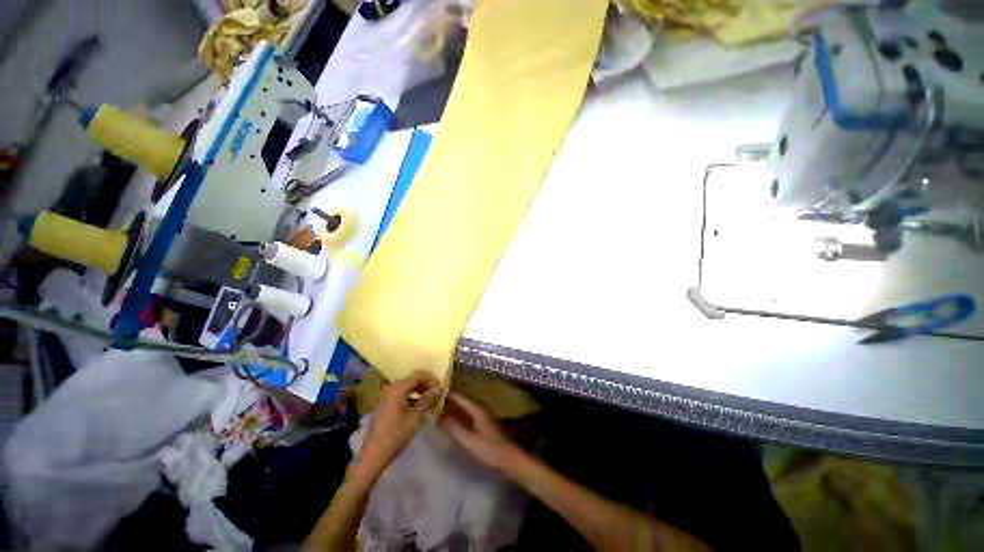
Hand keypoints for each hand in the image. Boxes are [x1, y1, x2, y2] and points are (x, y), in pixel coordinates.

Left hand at [356, 371, 441, 478]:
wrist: (374, 455)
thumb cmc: (396, 435)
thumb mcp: (415, 417)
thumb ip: (427, 400)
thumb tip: (439, 388)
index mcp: (398, 388)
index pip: (418, 375)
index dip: (431, 379)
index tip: (441, 388)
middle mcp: (391, 388)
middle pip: (412, 380)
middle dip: (426, 385)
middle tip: (437, 394)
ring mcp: (387, 396)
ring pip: (407, 388)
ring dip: (419, 392)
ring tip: (430, 401)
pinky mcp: (385, 405)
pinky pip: (402, 395)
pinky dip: (412, 398)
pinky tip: (419, 407)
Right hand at [440, 392, 520, 471]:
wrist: (508, 457)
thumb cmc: (489, 448)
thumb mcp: (469, 440)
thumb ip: (455, 427)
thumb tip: (440, 416)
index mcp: (477, 409)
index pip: (460, 397)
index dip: (448, 394)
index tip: (435, 392)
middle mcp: (480, 408)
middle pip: (463, 401)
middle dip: (450, 401)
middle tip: (434, 402)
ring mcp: (483, 415)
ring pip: (466, 408)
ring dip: (454, 408)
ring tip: (440, 411)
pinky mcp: (484, 423)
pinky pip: (469, 414)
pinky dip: (460, 415)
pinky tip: (453, 421)